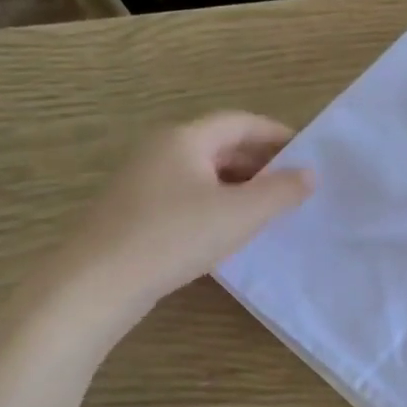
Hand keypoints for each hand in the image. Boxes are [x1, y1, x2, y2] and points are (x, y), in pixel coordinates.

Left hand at [38, 113, 312, 337]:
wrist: (97, 284)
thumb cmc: (174, 237)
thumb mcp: (239, 214)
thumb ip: (281, 192)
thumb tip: (309, 174)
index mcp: (185, 138)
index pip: (241, 122)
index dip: (277, 135)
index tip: (308, 155)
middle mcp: (161, 149)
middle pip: (221, 144)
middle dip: (261, 162)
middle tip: (293, 185)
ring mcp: (142, 180)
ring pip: (204, 172)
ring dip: (240, 185)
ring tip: (268, 209)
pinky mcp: (134, 210)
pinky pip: (186, 194)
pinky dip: (216, 203)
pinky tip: (229, 230)